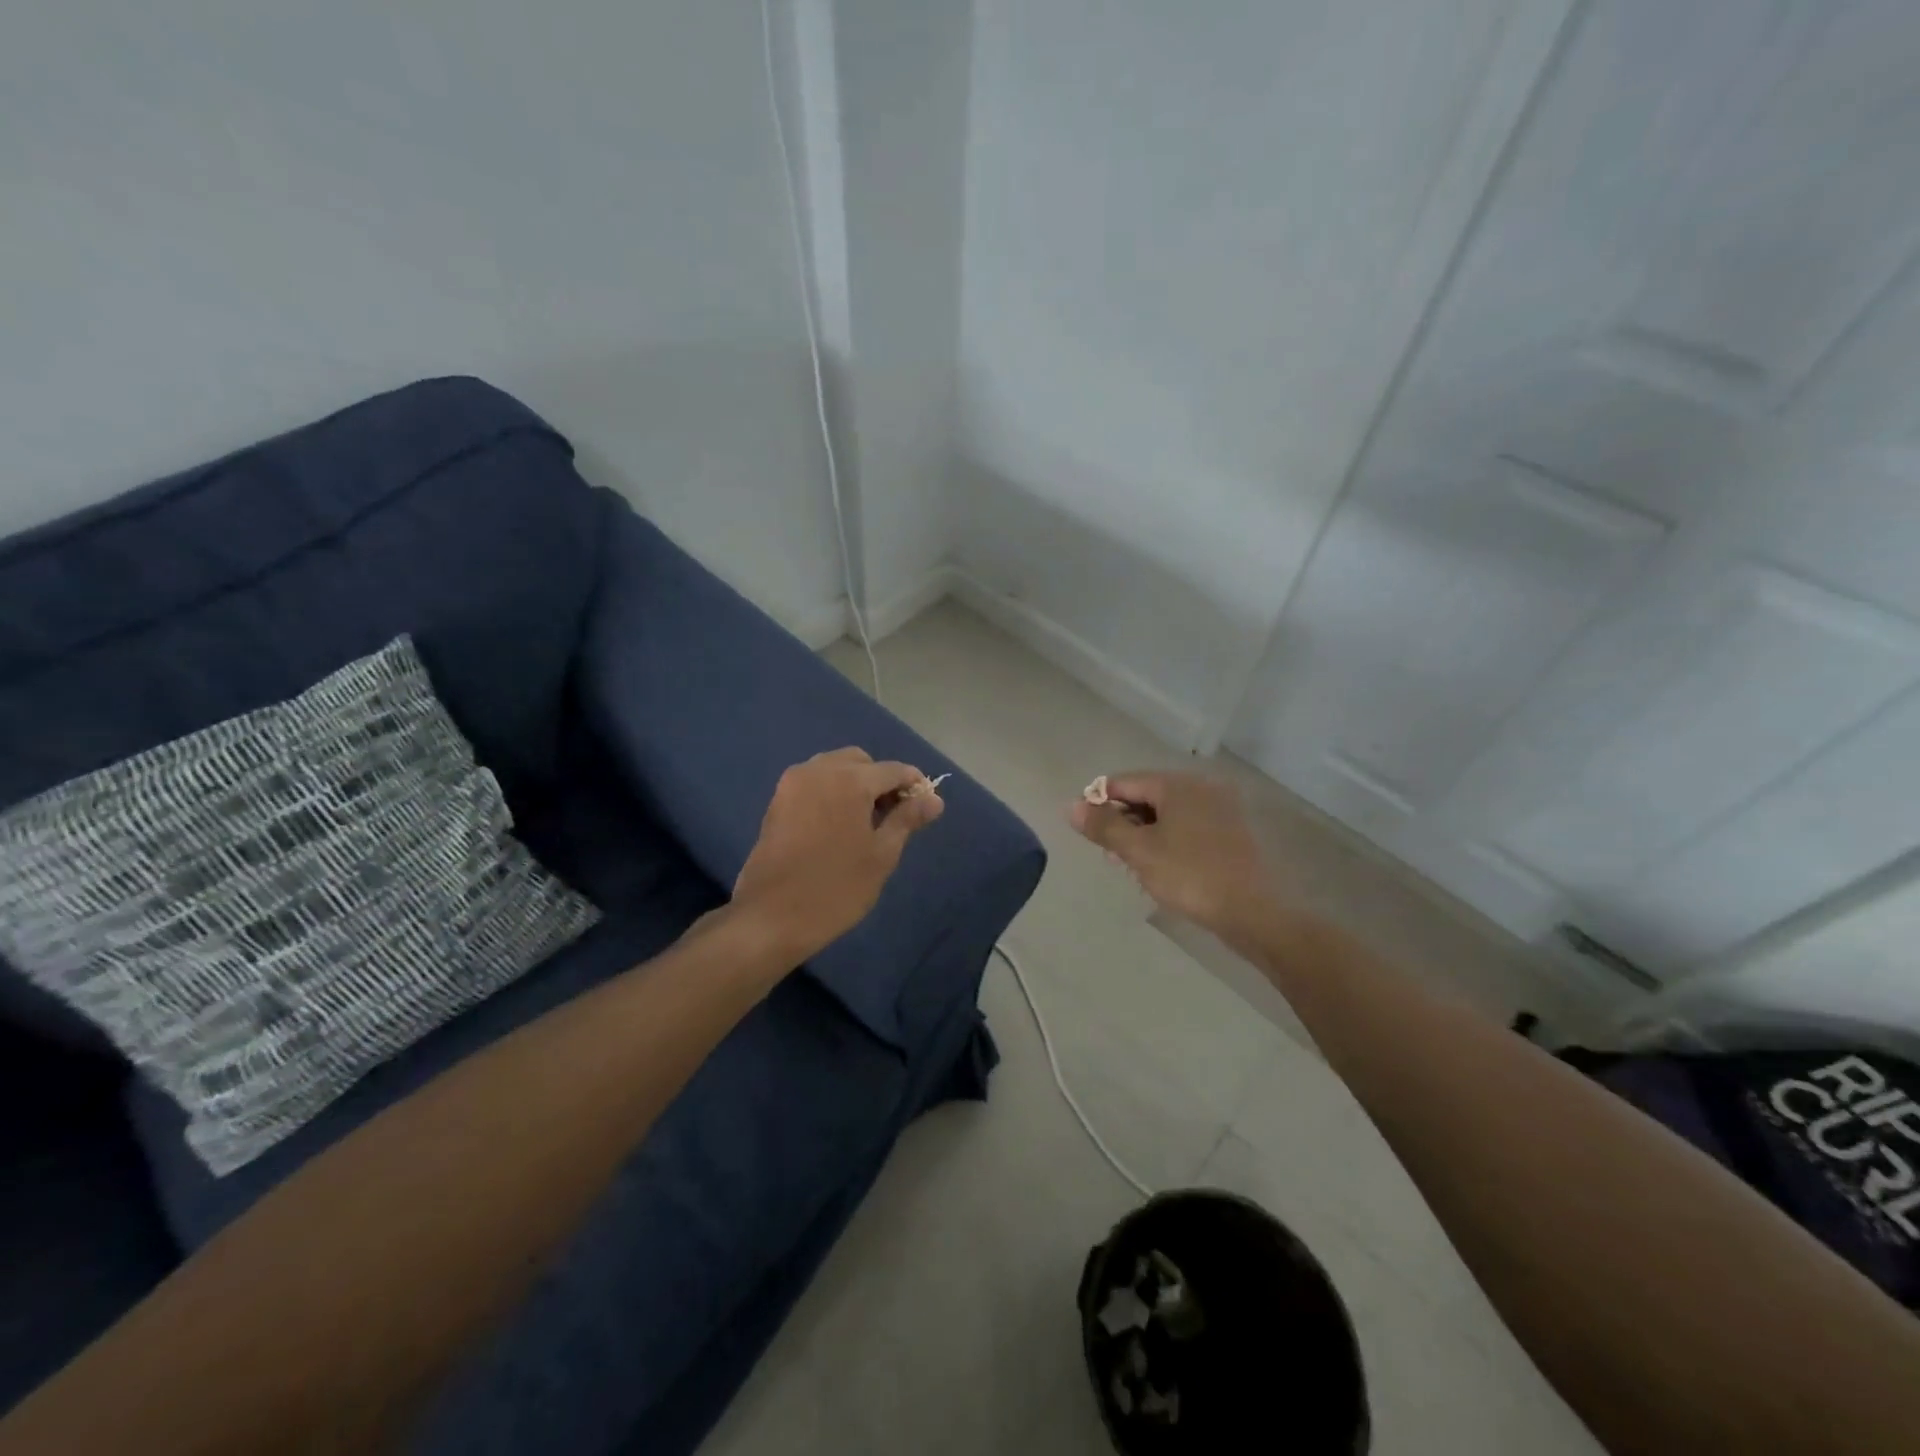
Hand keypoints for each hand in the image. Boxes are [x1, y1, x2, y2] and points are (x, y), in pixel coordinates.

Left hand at [731, 747, 944, 961]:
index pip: (894, 770)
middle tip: (893, 817)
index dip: (914, 785)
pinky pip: (814, 782)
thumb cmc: (836, 888)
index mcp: (850, 779)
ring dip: (856, 784)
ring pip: (835, 768)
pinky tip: (839, 826)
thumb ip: (908, 819)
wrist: (770, 917)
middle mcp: (820, 770)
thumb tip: (934, 798)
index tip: (926, 808)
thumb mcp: (881, 855)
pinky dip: (832, 792)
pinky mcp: (777, 800)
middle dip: (882, 781)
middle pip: (862, 762)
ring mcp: (793, 783)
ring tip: (866, 823)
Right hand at [1068, 771, 1273, 944]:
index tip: (1087, 831)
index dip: (1099, 802)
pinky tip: (1161, 867)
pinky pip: (1187, 826)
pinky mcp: (1230, 832)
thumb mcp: (1139, 851)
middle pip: (1147, 795)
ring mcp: (1220, 809)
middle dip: (1123, 821)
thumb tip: (1071, 806)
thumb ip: (1103, 826)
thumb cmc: (1189, 875)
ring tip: (1132, 864)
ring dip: (1144, 833)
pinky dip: (1168, 840)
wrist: (1252, 912)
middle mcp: (1200, 787)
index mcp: (1177, 784)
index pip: (1125, 781)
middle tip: (1110, 853)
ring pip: (1167, 813)